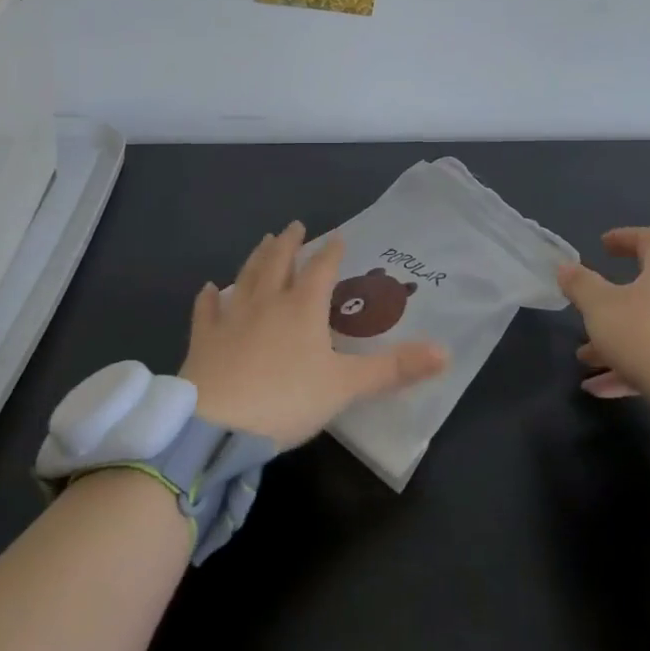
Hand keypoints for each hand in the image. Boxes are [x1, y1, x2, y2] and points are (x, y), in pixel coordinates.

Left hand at [180, 222, 449, 448]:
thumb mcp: (347, 386)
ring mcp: (232, 318)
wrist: (217, 425)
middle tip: (293, 225)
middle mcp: (267, 302)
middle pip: (279, 263)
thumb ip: (394, 369)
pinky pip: (207, 311)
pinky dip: (209, 298)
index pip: (322, 270)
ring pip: (246, 277)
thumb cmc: (287, 400)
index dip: (331, 252)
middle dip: (289, 243)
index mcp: (303, 308)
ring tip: (263, 241)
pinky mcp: (204, 340)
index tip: (338, 235)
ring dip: (256, 258)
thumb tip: (445, 353)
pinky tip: (209, 288)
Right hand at [558, 227, 649, 461]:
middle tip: (591, 308)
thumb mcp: (600, 307)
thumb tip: (566, 267)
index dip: (626, 237)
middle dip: (615, 301)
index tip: (603, 245)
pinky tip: (604, 389)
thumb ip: (580, 285)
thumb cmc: (647, 336)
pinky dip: (635, 367)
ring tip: (587, 360)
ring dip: (619, 341)